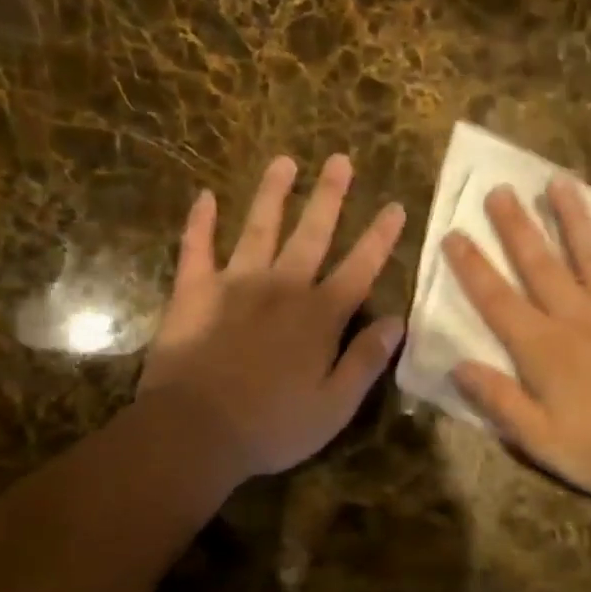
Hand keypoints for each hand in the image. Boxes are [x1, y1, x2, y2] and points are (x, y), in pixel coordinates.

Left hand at [138, 154, 406, 479]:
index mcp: (319, 316)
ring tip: (283, 161)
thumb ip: (366, 360)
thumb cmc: (272, 426)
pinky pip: (196, 249)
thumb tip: (397, 322)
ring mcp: (235, 284)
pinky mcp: (193, 292)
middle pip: (312, 233)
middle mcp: (282, 287)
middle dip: (329, 196)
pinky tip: (202, 196)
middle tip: (340, 159)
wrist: (195, 432)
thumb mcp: (335, 406)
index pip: (359, 268)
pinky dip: (199, 223)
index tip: (395, 206)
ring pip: (258, 228)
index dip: (380, 237)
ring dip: (272, 194)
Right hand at [444, 178, 590, 496]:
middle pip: (539, 262)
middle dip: (516, 225)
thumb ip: (497, 399)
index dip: (472, 266)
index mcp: (541, 347)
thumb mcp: (536, 437)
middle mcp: (575, 315)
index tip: (454, 234)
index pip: (496, 299)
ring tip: (558, 182)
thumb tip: (457, 365)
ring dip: (572, 216)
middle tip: (500, 189)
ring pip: (590, 251)